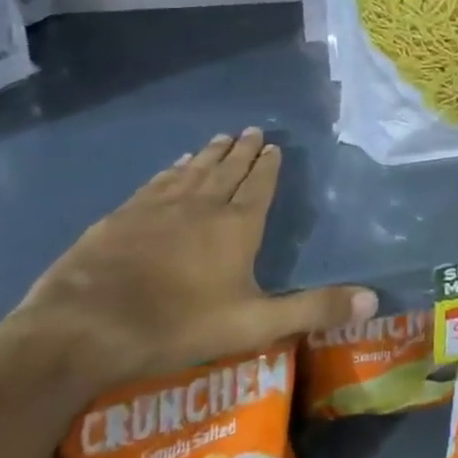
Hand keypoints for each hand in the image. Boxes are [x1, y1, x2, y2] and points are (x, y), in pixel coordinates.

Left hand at [8, 128, 375, 391]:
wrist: (83, 328)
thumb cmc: (177, 325)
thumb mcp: (255, 324)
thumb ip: (313, 310)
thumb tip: (374, 299)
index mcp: (237, 226)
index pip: (259, 186)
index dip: (268, 166)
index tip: (273, 146)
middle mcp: (201, 206)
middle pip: (227, 170)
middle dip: (242, 151)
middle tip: (251, 130)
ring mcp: (157, 208)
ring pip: (192, 172)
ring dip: (209, 155)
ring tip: (220, 138)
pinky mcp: (121, 217)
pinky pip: (156, 184)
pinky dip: (171, 171)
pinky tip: (173, 166)